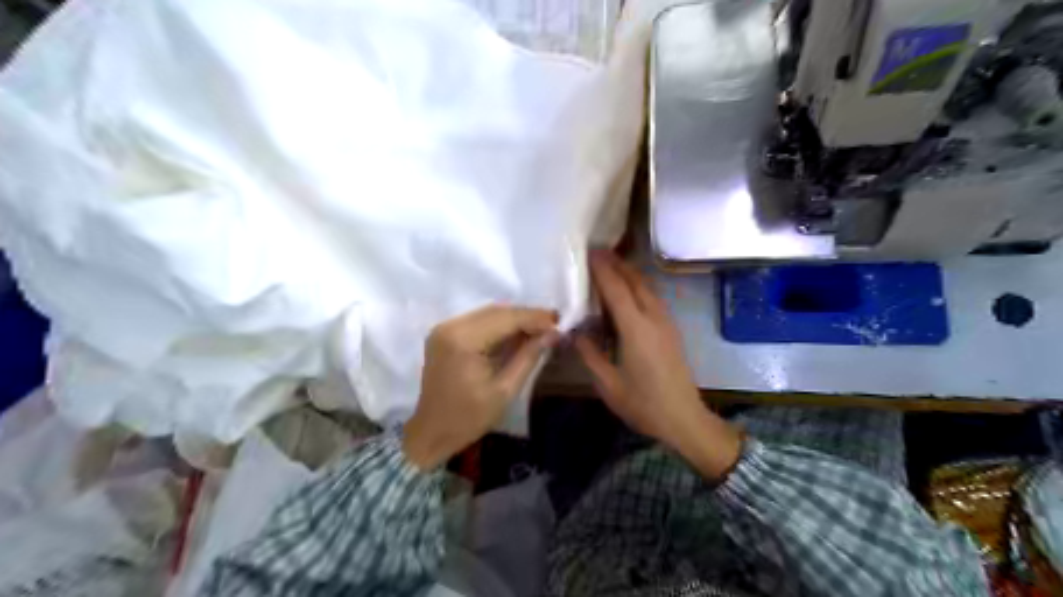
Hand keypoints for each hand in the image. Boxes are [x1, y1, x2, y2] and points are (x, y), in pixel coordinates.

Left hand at [404, 307, 558, 470]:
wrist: (431, 433)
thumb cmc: (469, 418)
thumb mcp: (505, 390)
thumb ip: (529, 357)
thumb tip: (554, 333)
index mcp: (463, 340)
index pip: (506, 318)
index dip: (535, 318)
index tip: (560, 321)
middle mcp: (451, 326)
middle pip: (496, 311)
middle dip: (526, 316)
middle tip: (554, 324)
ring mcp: (444, 328)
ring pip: (488, 313)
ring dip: (514, 319)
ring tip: (541, 328)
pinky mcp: (444, 334)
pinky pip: (478, 321)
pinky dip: (500, 325)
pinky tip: (518, 333)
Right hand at [579, 250, 740, 479]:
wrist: (684, 419)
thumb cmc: (643, 404)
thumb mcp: (608, 384)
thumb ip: (590, 353)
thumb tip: (575, 331)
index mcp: (636, 330)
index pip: (617, 290)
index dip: (603, 269)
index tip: (589, 252)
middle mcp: (654, 319)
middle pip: (635, 281)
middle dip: (617, 263)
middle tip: (596, 251)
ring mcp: (666, 323)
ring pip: (647, 287)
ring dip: (629, 272)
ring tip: (610, 265)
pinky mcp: (671, 330)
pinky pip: (653, 297)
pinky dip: (638, 286)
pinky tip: (628, 291)